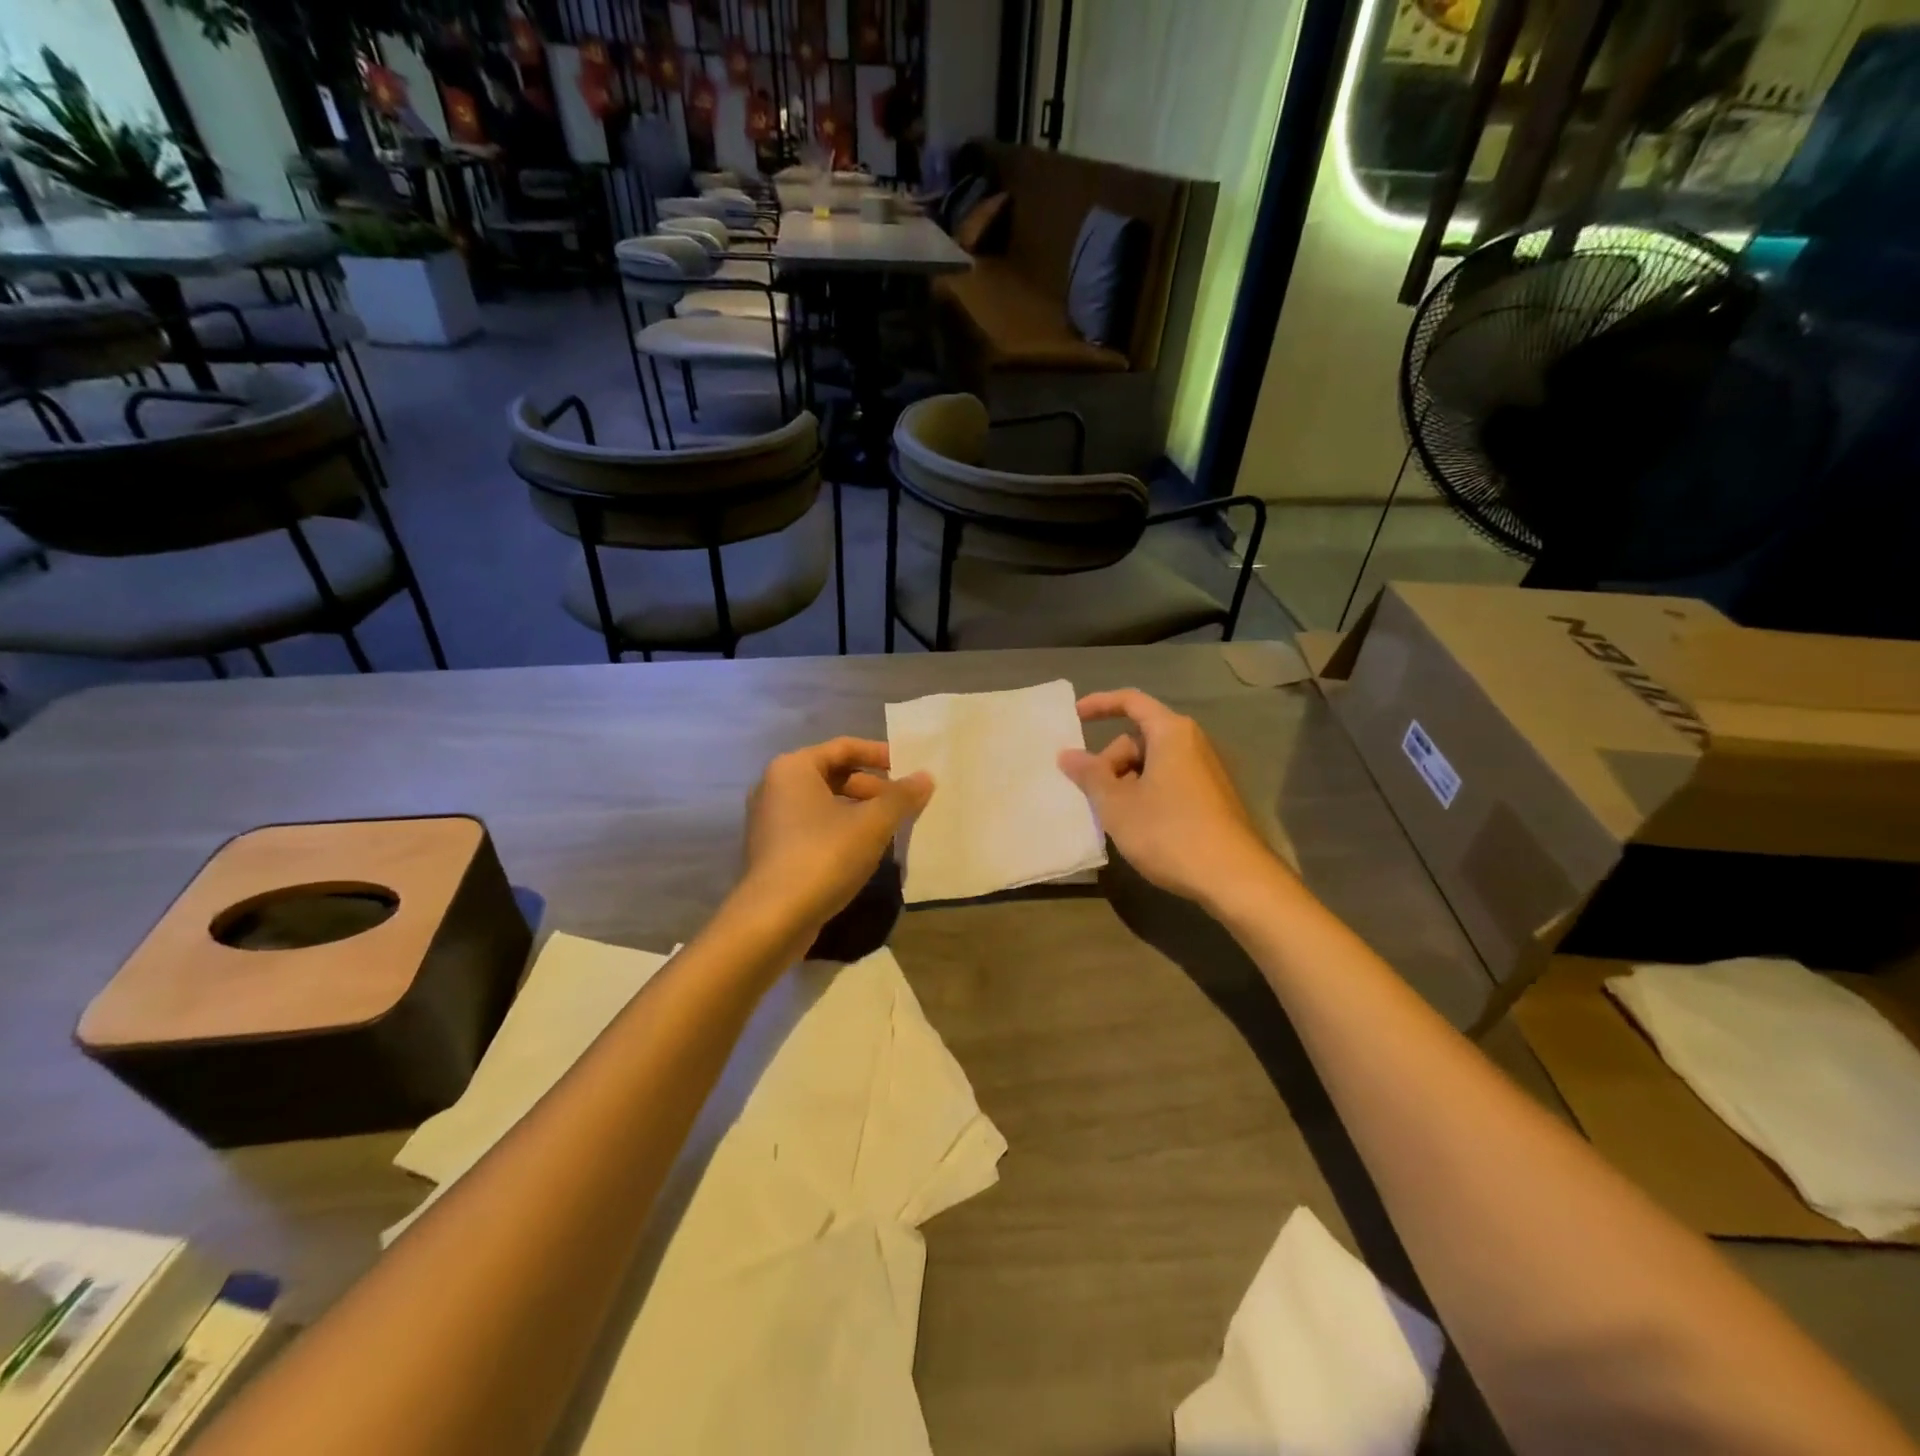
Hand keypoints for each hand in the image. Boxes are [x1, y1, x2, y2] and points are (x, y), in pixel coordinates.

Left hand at [741, 737, 932, 936]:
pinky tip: (864, 851)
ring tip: (890, 829)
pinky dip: (840, 831)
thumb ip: (901, 797)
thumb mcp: (872, 824)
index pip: (844, 747)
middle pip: (834, 774)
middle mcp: (775, 786)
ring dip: (859, 811)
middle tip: (903, 805)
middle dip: (872, 788)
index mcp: (794, 768)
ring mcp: (770, 820)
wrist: (773, 918)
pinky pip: (813, 827)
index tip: (908, 768)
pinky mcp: (772, 850)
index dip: (880, 754)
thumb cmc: (824, 856)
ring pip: (824, 804)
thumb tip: (925, 777)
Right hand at [1059, 689, 1282, 911]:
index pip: (1131, 701)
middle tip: (1093, 796)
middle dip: (1110, 761)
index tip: (1074, 717)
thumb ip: (1089, 775)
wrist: (1234, 878)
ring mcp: (1205, 771)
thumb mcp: (1117, 804)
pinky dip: (1146, 794)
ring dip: (1125, 782)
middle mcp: (1192, 743)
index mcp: (1171, 733)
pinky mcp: (1212, 797)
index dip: (1099, 704)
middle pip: (1138, 738)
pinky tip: (1138, 826)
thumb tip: (1067, 755)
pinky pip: (1168, 782)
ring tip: (1113, 817)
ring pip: (1152, 764)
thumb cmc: (1169, 832)